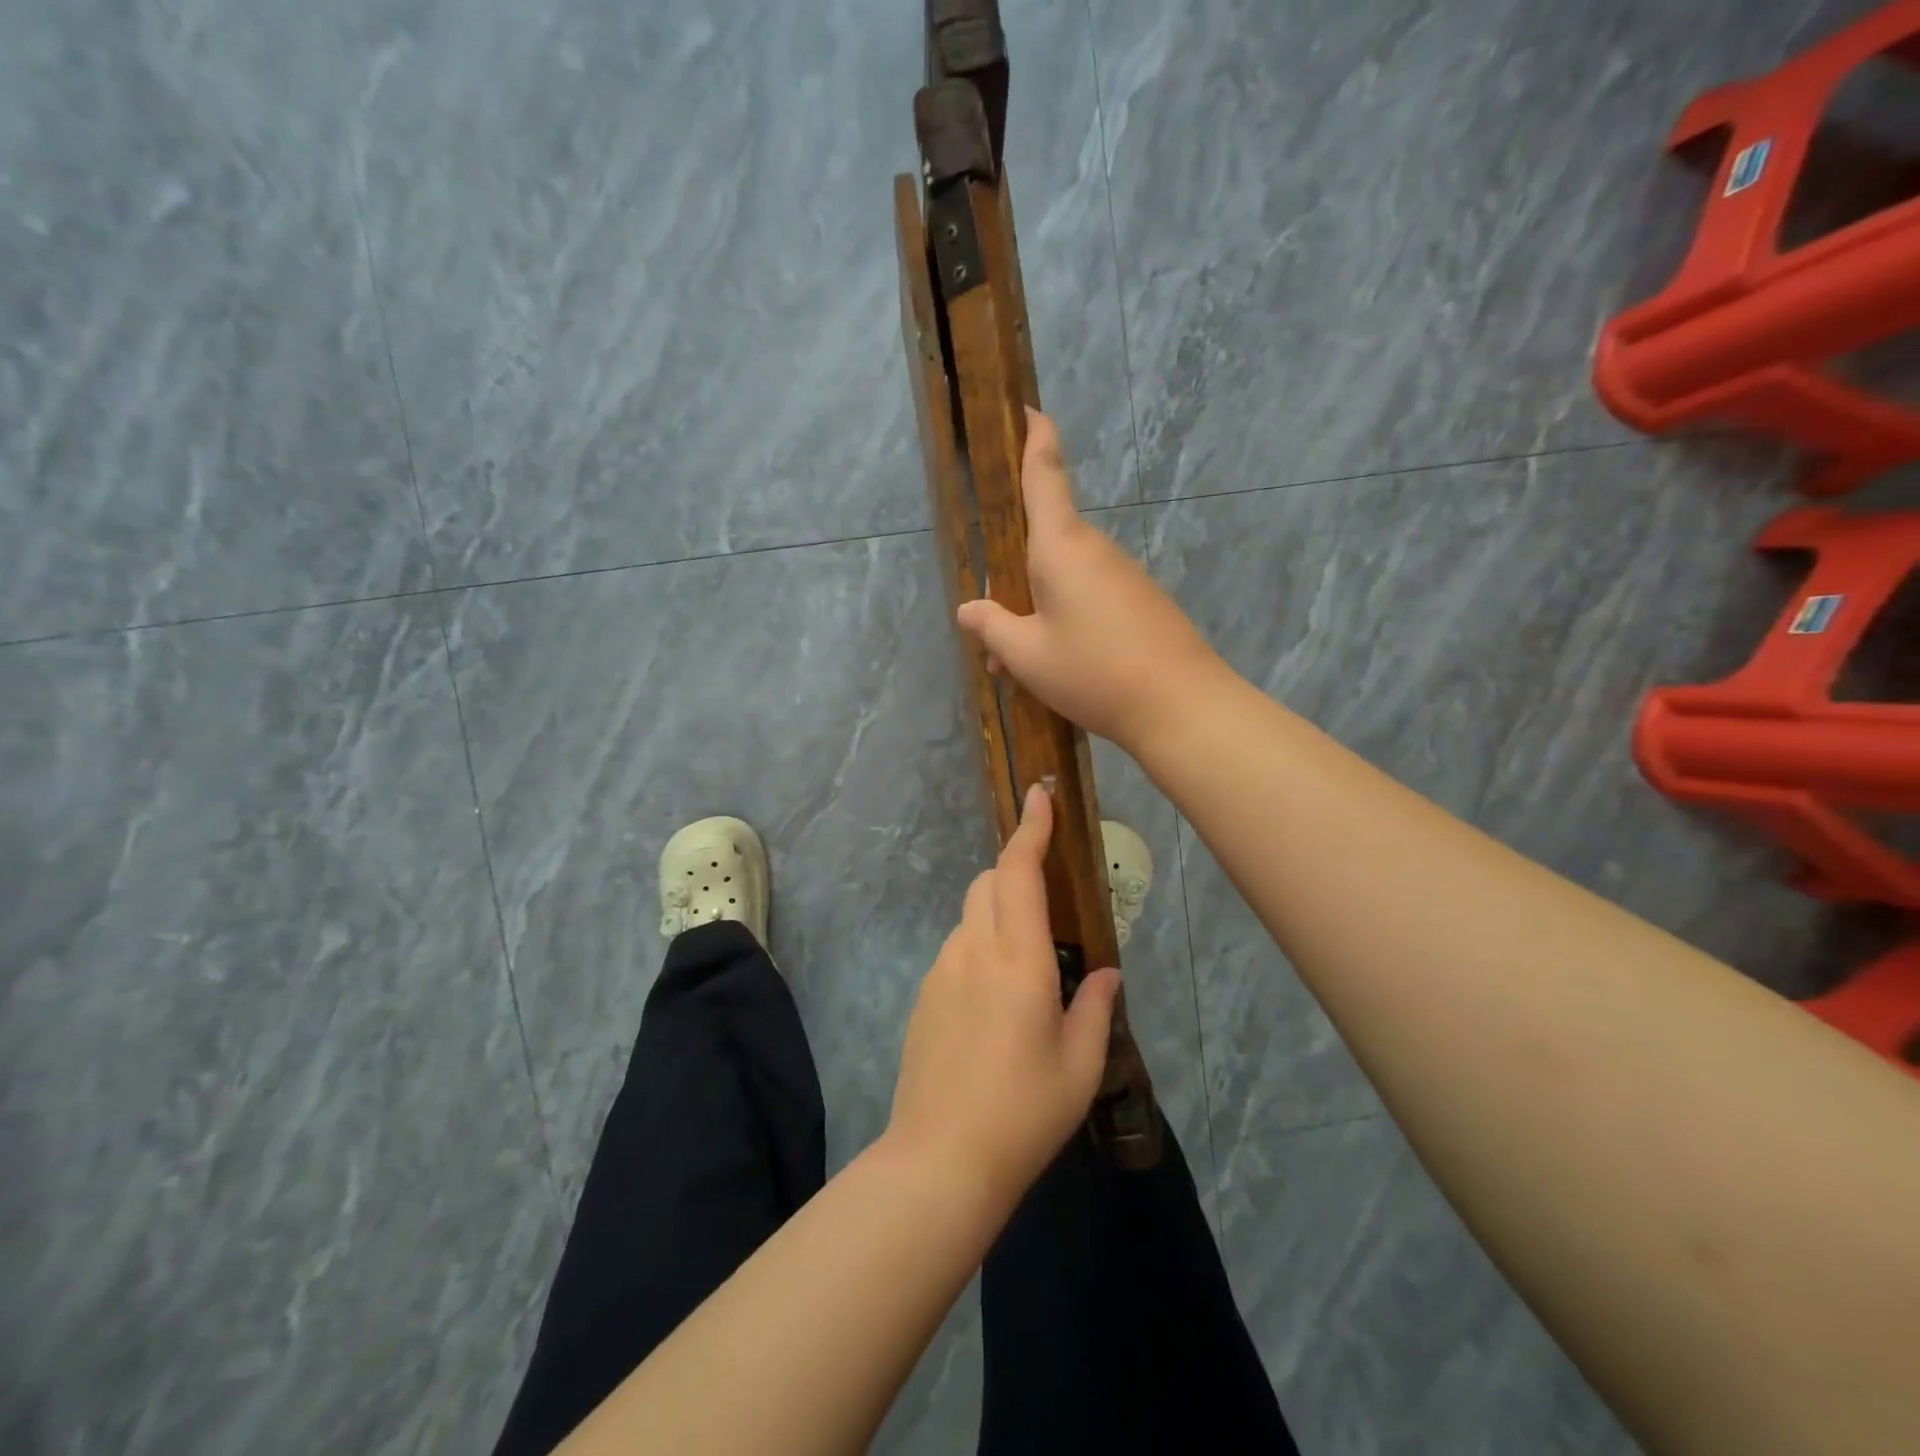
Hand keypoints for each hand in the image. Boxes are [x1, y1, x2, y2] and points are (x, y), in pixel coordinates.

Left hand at [888, 784, 1121, 1203]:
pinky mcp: (924, 995)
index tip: (1039, 795)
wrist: (940, 1158)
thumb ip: (1095, 1007)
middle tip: (1047, 896)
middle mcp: (973, 950)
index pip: (1019, 871)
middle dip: (1015, 868)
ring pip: (970, 915)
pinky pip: (957, 949)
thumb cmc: (1023, 1111)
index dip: (1031, 828)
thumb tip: (1105, 973)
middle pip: (987, 882)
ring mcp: (941, 970)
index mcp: (1018, 959)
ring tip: (1027, 962)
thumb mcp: (1079, 1065)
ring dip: (998, 912)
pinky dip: (980, 946)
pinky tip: (995, 1001)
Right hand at [956, 409, 1227, 753]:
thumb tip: (970, 609)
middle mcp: (1094, 550)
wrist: (1182, 706)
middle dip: (1012, 580)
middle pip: (1042, 543)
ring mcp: (1122, 576)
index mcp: (1060, 546)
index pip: (1044, 475)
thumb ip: (992, 627)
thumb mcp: (1027, 656)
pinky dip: (1064, 623)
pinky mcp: (1140, 603)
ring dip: (1035, 612)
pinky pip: (1089, 600)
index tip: (1027, 409)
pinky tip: (1060, 670)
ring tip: (1022, 668)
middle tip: (995, 639)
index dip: (1034, 438)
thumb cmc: (1094, 671)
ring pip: (1063, 580)